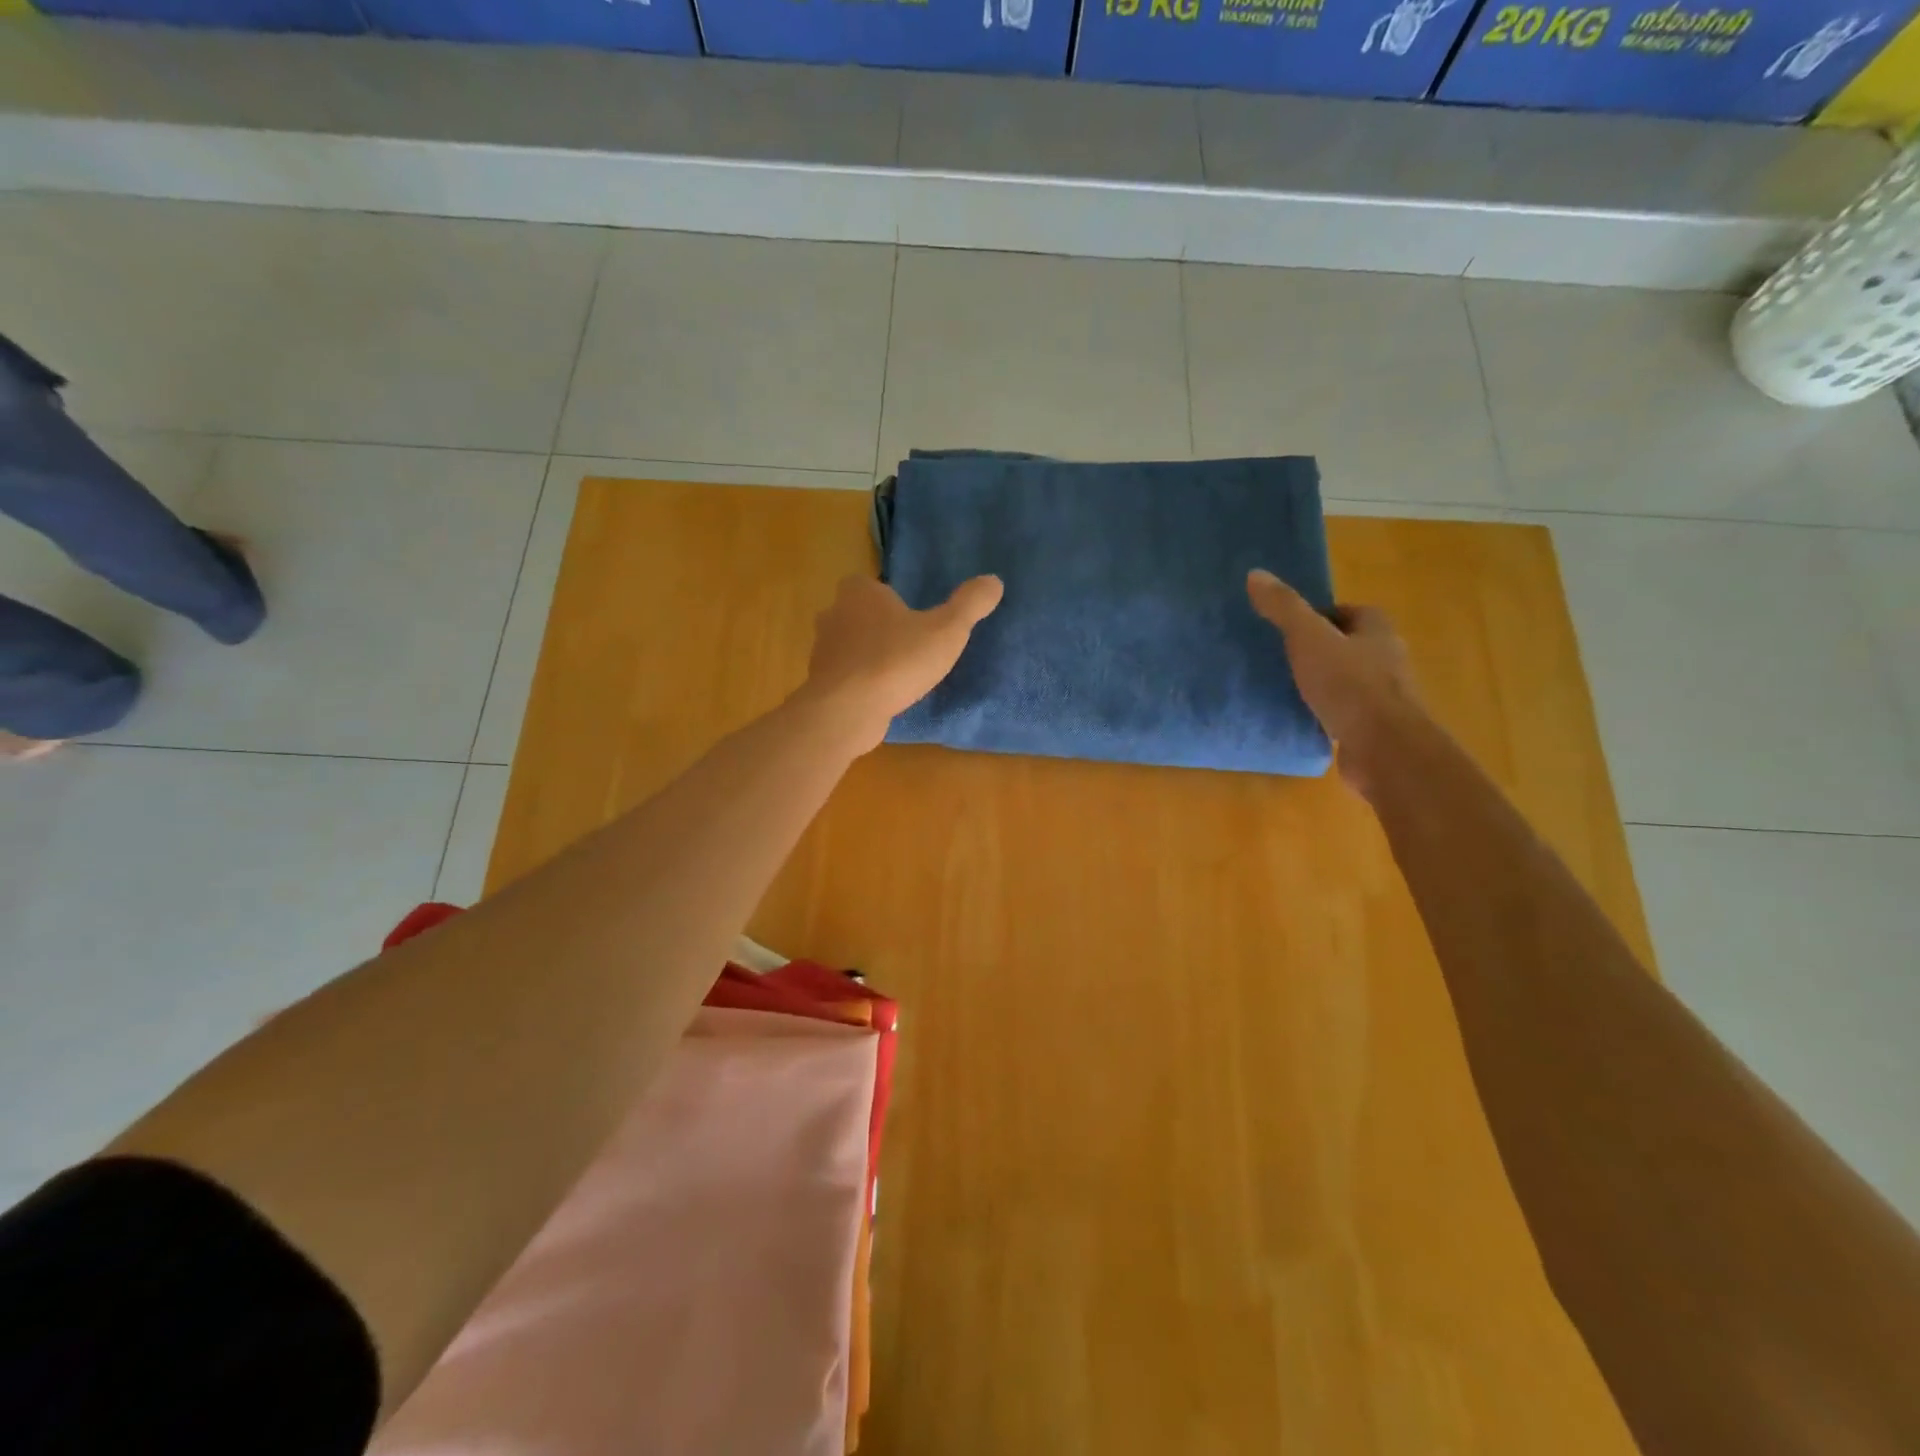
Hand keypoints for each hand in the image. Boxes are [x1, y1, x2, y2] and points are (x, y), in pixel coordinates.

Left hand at [801, 574, 1003, 753]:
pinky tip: (882, 697)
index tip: (916, 620)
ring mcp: (822, 650)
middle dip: (882, 628)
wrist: (846, 710)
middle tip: (911, 646)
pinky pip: (846, 676)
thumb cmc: (895, 660)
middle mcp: (834, 613)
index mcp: (859, 591)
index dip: (894, 600)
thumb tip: (994, 580)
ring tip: (900, 674)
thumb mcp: (946, 630)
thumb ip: (970, 604)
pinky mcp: (821, 682)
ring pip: (851, 646)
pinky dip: (861, 683)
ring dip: (871, 657)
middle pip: (862, 615)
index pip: (876, 585)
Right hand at [1247, 569, 1421, 791]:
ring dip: (1324, 683)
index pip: (1351, 612)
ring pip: (1348, 680)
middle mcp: (1388, 659)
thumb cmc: (1349, 685)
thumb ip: (1284, 608)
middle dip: (1321, 649)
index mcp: (1378, 630)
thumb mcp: (1308, 638)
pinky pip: (1345, 712)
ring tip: (1287, 688)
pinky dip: (1326, 713)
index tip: (1291, 627)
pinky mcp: (1374, 728)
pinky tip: (1301, 719)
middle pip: (1350, 645)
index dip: (1322, 616)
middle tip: (1283, 656)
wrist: (1383, 748)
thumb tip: (1255, 574)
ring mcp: (1384, 696)